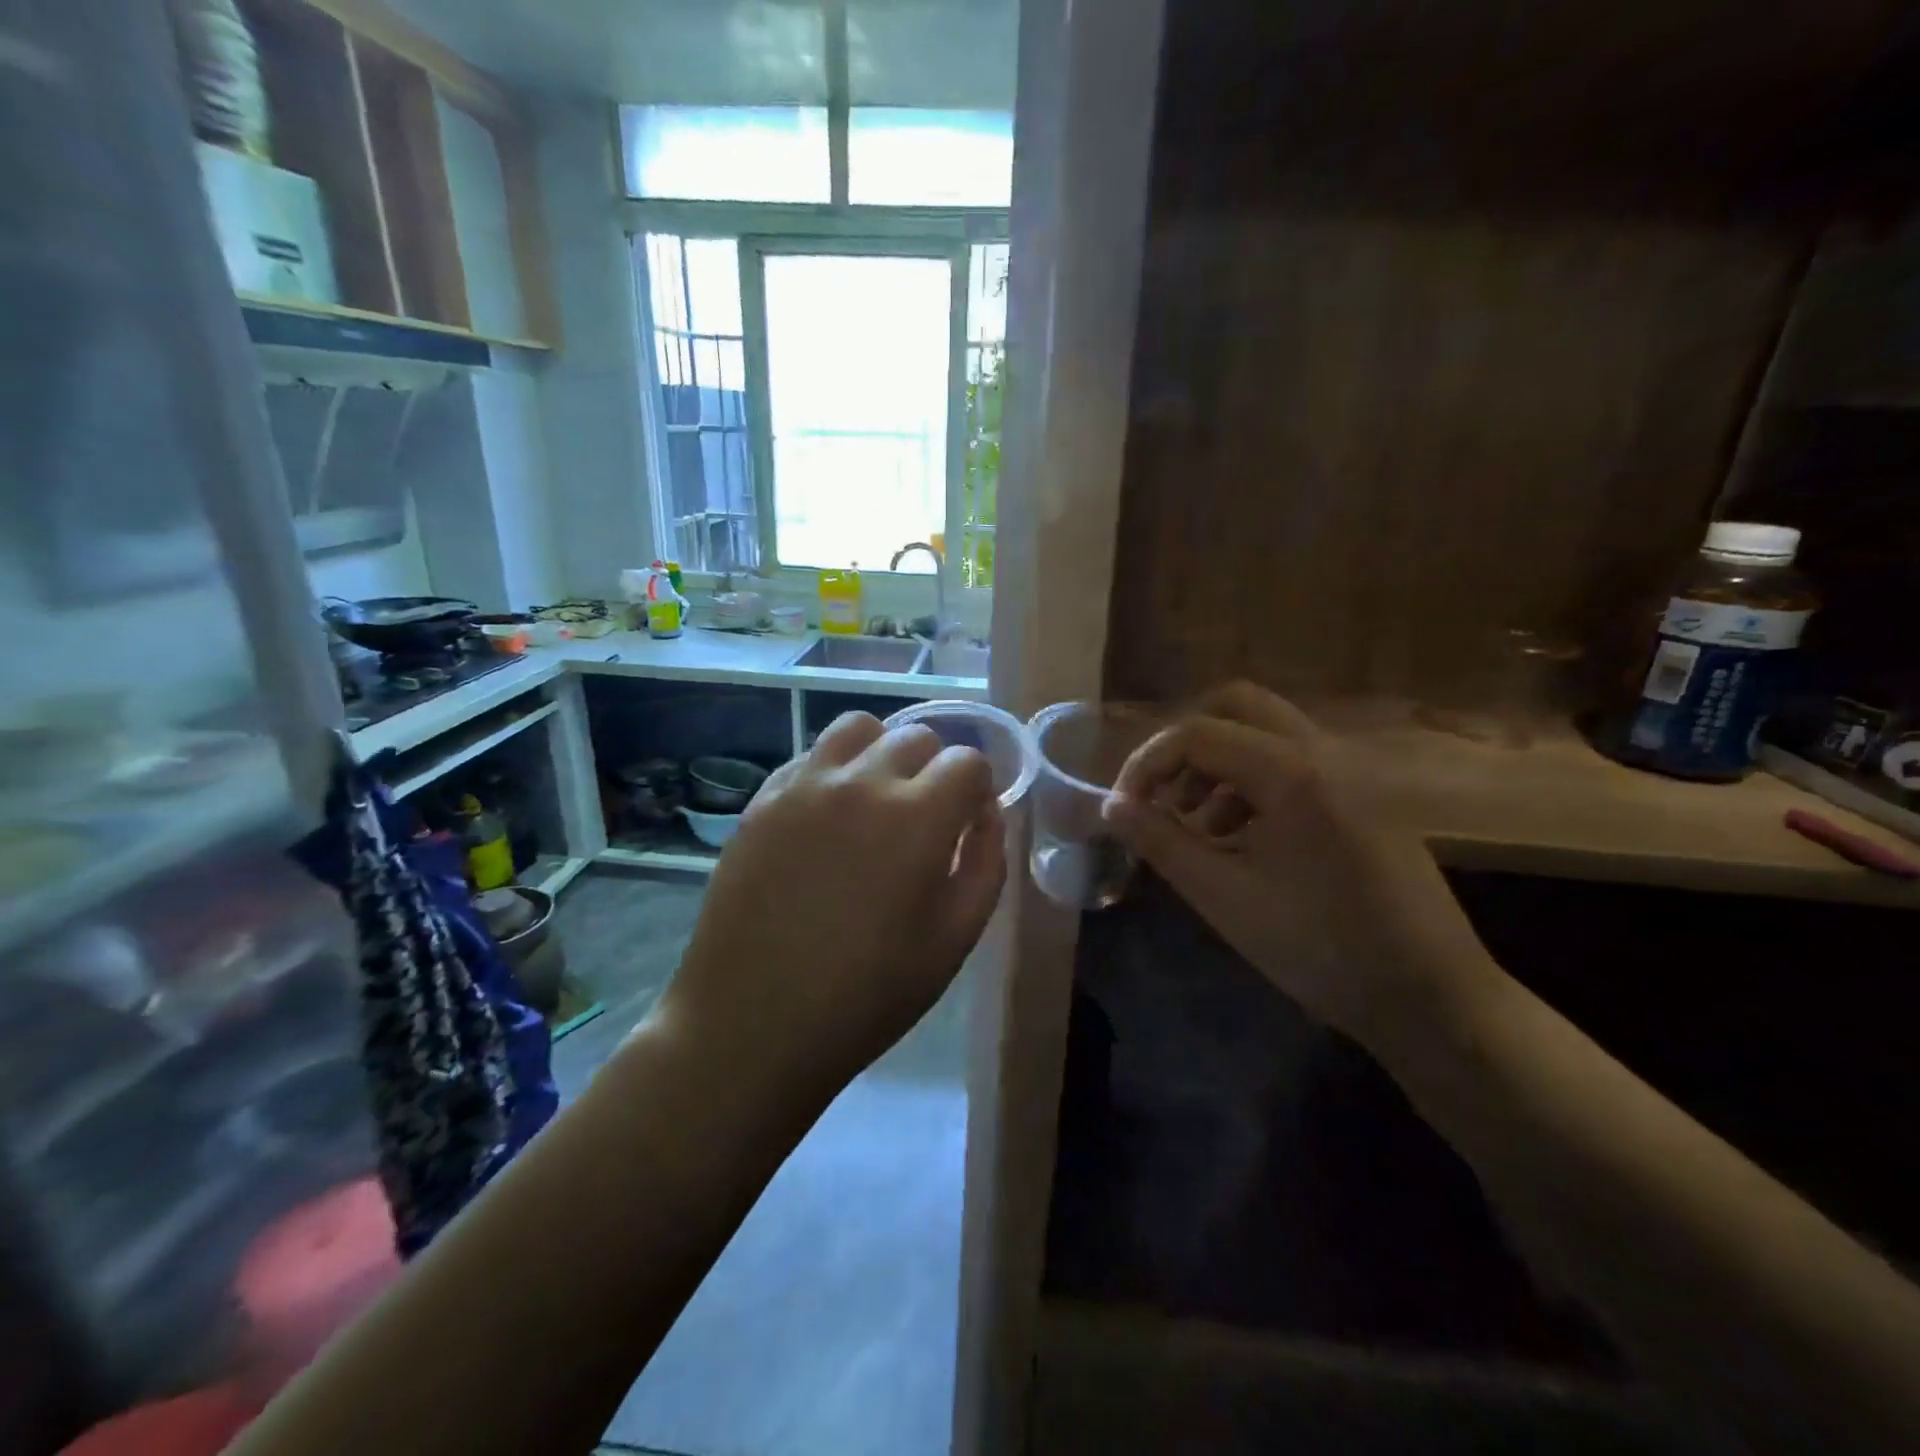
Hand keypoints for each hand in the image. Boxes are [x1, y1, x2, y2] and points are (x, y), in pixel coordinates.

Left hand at [659, 712, 1005, 1096]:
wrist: (753, 1023)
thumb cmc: (868, 995)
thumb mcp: (955, 940)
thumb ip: (986, 864)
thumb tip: (986, 815)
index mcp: (917, 817)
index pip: (968, 761)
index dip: (978, 789)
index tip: (968, 822)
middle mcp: (862, 782)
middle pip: (917, 736)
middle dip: (935, 769)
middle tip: (926, 819)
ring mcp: (804, 785)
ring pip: (859, 727)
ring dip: (882, 752)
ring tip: (877, 799)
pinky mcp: (763, 799)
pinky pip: (811, 755)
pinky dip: (834, 769)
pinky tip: (828, 817)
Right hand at [1102, 682, 1499, 1044]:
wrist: (1430, 997)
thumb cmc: (1318, 947)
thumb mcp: (1222, 896)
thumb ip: (1161, 841)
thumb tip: (1113, 807)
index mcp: (1291, 771)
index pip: (1195, 733)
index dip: (1145, 764)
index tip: (1123, 810)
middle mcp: (1323, 752)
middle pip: (1236, 707)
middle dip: (1184, 745)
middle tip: (1161, 794)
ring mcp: (1350, 772)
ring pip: (1265, 733)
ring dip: (1218, 763)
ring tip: (1196, 825)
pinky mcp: (1362, 797)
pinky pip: (1293, 763)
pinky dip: (1251, 782)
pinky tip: (1240, 839)